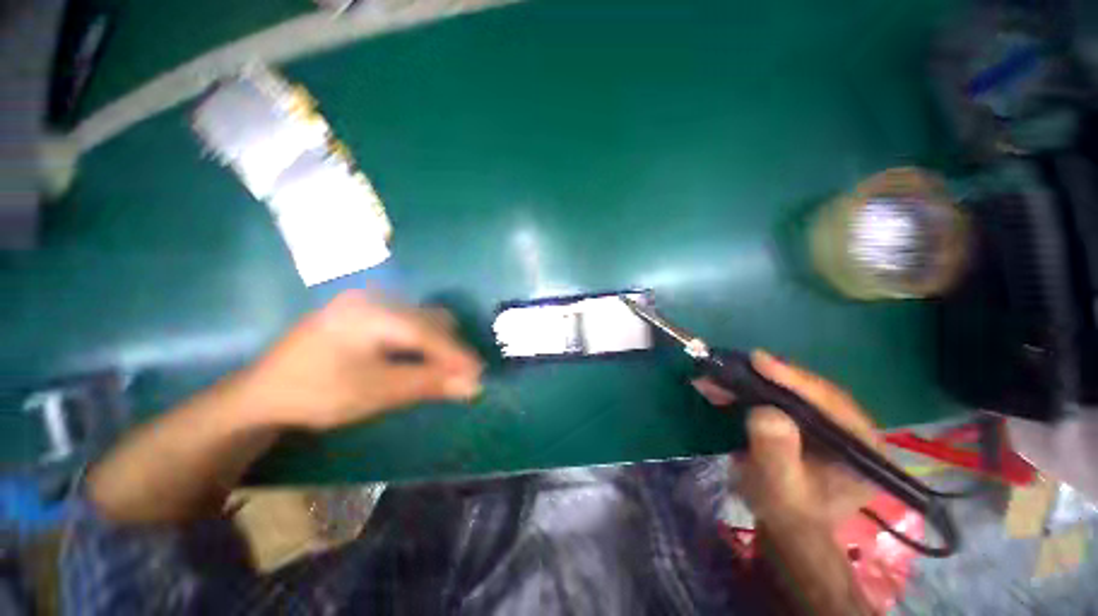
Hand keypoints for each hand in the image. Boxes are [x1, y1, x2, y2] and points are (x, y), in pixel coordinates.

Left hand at [244, 290, 482, 430]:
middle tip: (461, 375)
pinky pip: (407, 322)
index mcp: (371, 313)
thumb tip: (472, 385)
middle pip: (429, 320)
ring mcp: (369, 303)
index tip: (479, 374)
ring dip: (438, 344)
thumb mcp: (375, 391)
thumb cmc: (316, 393)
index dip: (456, 354)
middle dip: (450, 350)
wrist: (263, 393)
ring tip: (444, 369)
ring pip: (421, 319)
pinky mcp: (365, 312)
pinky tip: (421, 359)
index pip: (428, 332)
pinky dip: (422, 342)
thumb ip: (427, 383)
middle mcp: (374, 299)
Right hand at [693, 351, 879, 528]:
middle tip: (728, 366)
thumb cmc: (787, 514)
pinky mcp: (804, 420)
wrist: (785, 527)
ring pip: (787, 390)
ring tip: (716, 377)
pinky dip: (746, 390)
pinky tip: (721, 387)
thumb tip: (765, 411)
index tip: (758, 360)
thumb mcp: (781, 488)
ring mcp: (826, 422)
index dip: (793, 379)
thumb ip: (777, 453)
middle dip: (764, 378)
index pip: (830, 403)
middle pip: (807, 390)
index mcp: (861, 446)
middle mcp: (849, 427)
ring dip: (750, 382)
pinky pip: (775, 397)